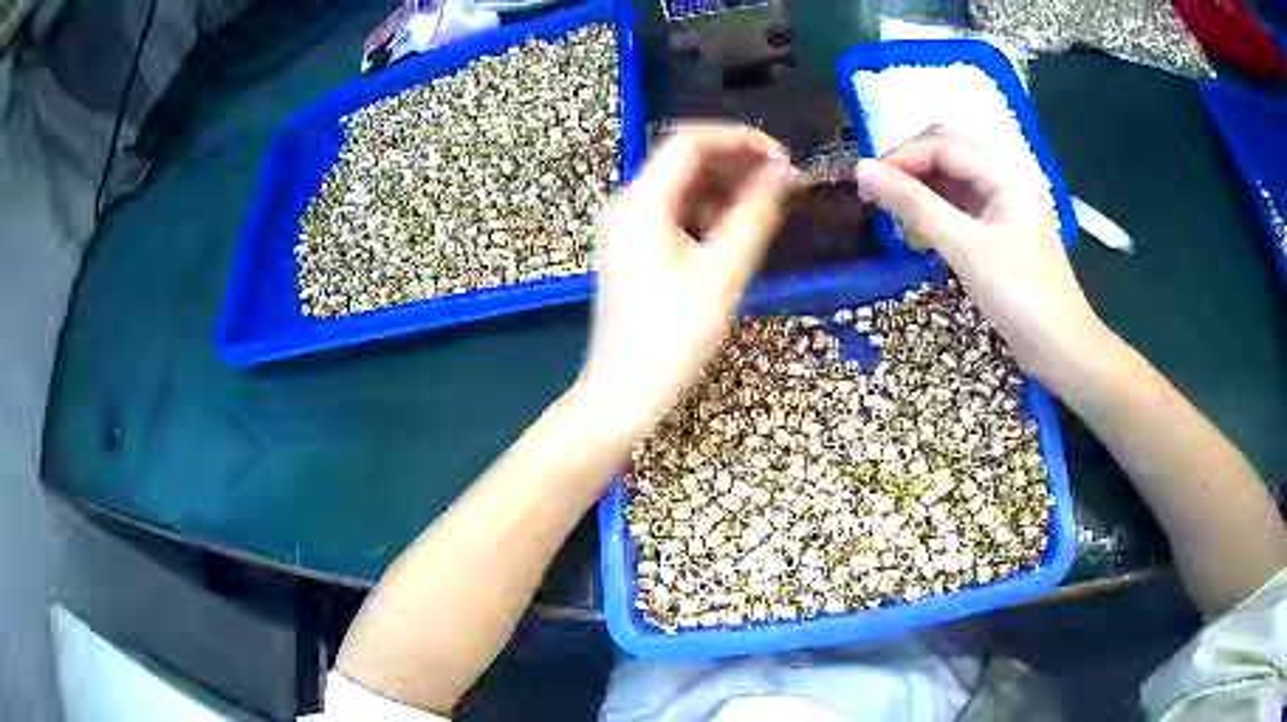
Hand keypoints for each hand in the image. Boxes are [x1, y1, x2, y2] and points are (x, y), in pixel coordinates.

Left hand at [577, 123, 797, 436]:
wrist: (624, 393)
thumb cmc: (673, 337)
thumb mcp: (723, 273)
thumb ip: (756, 215)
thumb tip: (784, 174)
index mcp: (641, 202)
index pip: (690, 142)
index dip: (739, 140)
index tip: (782, 157)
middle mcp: (627, 205)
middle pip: (684, 161)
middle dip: (736, 164)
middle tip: (783, 182)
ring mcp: (626, 228)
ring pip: (680, 188)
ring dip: (725, 188)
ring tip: (768, 207)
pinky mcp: (632, 250)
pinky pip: (673, 214)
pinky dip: (707, 213)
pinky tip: (735, 232)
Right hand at [854, 126, 1103, 385]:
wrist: (1062, 350)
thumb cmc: (1020, 296)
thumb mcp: (965, 247)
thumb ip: (915, 206)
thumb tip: (862, 171)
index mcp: (1003, 175)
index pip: (942, 145)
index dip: (901, 157)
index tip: (865, 184)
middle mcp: (1003, 184)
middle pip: (947, 157)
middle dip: (909, 171)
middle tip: (877, 199)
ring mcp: (1003, 211)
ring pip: (952, 184)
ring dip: (921, 194)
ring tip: (896, 223)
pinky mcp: (1000, 238)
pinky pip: (960, 212)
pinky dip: (935, 217)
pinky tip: (920, 239)